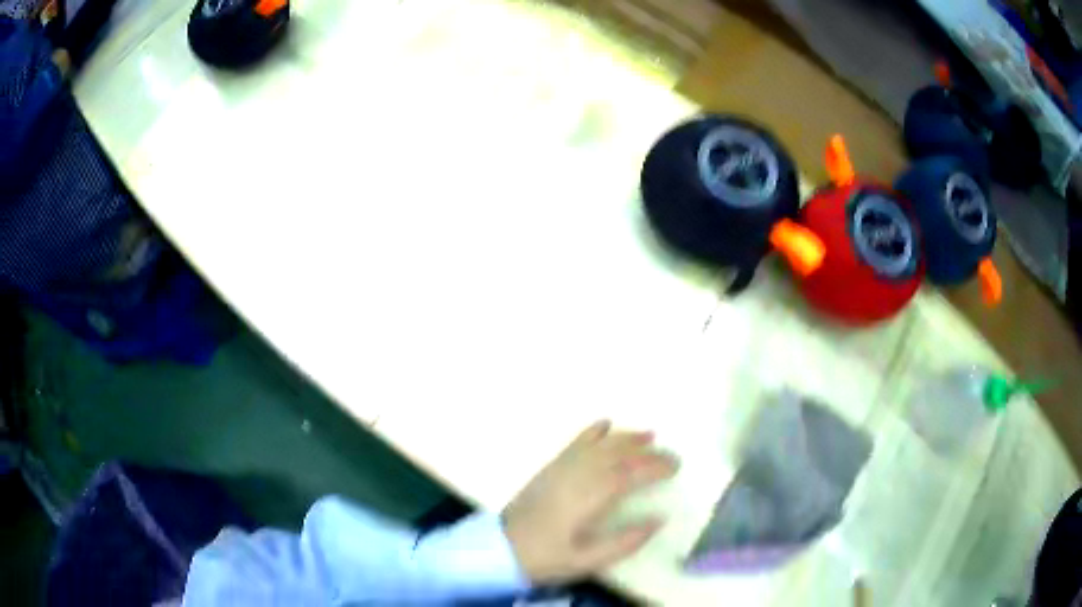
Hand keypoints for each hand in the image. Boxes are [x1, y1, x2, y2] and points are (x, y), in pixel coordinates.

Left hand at [502, 420, 678, 584]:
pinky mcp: (550, 468)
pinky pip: (575, 443)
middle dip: (647, 452)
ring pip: (600, 445)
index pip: (630, 474)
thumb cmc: (547, 557)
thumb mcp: (588, 560)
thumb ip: (625, 541)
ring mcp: (561, 468)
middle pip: (618, 455)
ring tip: (649, 434)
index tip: (676, 466)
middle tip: (671, 455)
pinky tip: (605, 424)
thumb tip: (658, 519)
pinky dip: (592, 432)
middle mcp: (578, 475)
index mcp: (589, 498)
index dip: (655, 467)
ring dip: (626, 438)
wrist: (500, 548)